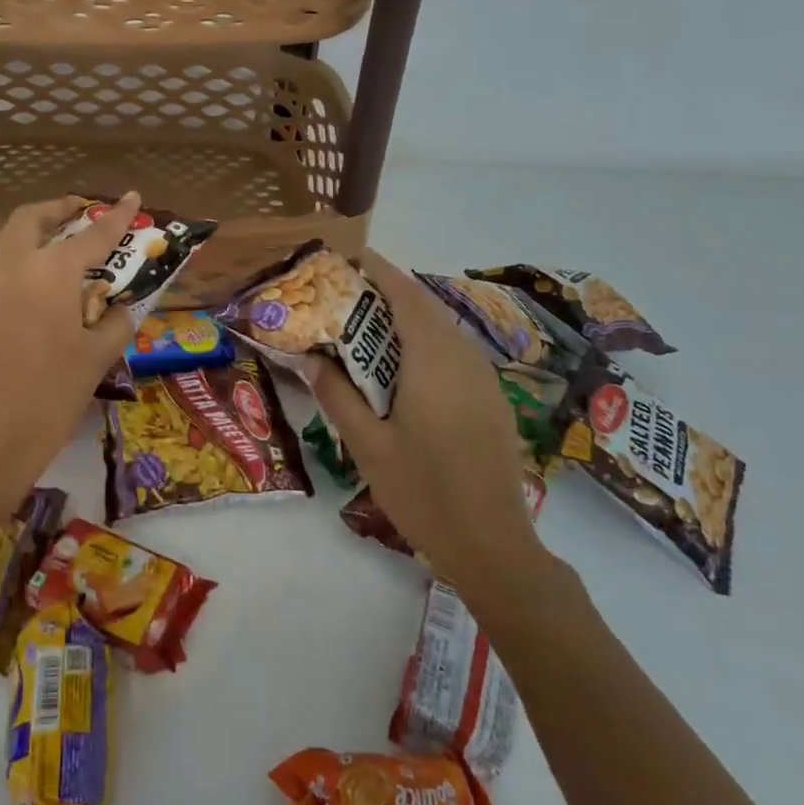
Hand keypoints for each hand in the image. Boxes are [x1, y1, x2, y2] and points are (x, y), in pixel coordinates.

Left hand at [0, 194, 142, 510]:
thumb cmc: (50, 396)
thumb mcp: (96, 359)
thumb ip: (115, 323)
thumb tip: (120, 309)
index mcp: (50, 273)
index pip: (92, 234)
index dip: (117, 215)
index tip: (133, 196)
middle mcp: (12, 268)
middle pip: (31, 219)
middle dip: (58, 209)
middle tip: (80, 212)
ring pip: (8, 245)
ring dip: (36, 239)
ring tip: (63, 258)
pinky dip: (21, 270)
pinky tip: (38, 301)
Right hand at [310, 251, 548, 603]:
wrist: (493, 545)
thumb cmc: (423, 492)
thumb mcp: (367, 445)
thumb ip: (336, 395)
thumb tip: (310, 358)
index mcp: (432, 360)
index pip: (405, 295)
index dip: (378, 270)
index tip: (347, 259)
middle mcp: (463, 357)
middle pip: (424, 307)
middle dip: (386, 292)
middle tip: (344, 295)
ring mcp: (483, 378)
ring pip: (442, 329)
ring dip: (406, 318)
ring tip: (364, 328)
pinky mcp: (491, 399)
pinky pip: (453, 352)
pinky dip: (423, 342)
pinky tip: (400, 368)